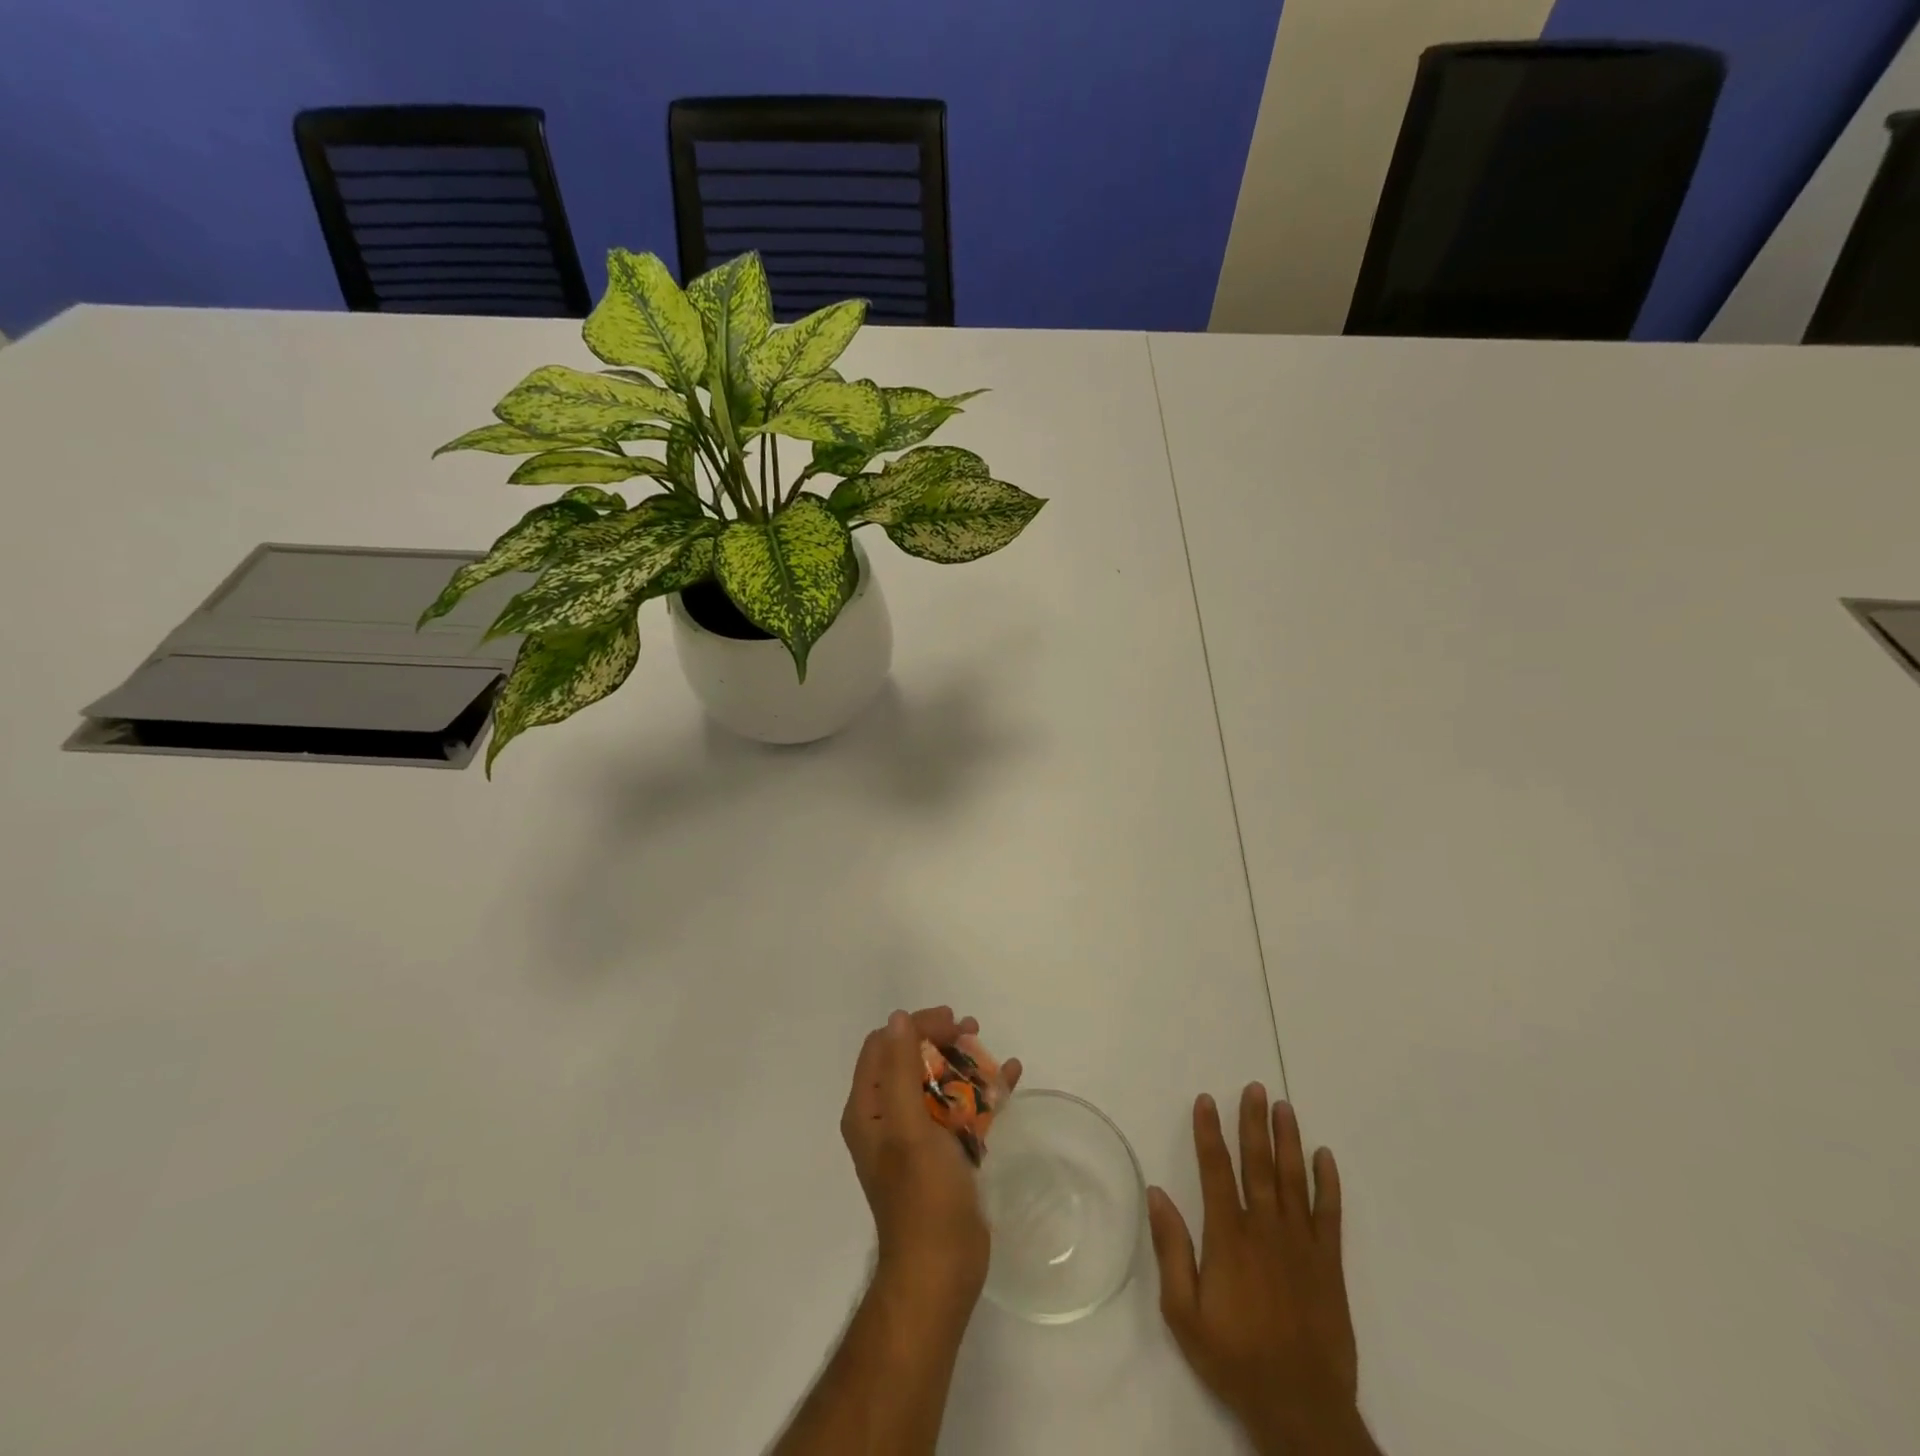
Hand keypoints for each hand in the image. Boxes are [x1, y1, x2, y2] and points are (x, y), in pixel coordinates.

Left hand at [840, 1008, 1022, 1318]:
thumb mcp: (908, 1126)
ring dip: (964, 1062)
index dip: (915, 1026)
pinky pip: (962, 1109)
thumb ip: (901, 1070)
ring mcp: (917, 1136)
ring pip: (939, 1082)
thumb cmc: (922, 1196)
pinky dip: (983, 1092)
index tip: (950, 1023)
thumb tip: (897, 1018)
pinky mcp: (944, 1153)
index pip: (884, 1045)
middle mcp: (888, 1117)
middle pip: (912, 1059)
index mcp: (870, 1109)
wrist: (943, 1271)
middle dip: (941, 1040)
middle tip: (972, 1030)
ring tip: (992, 1052)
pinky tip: (1010, 1077)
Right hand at [1148, 1085, 1374, 1455]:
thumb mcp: (1184, 1312)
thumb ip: (1171, 1249)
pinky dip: (1328, 1182)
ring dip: (1288, 1140)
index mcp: (1229, 1237)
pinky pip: (1330, 1213)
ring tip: (1284, 1107)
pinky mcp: (1329, 1264)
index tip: (1206, 1100)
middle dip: (1254, 1122)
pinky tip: (1324, 1156)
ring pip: (1293, 1178)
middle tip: (1254, 1088)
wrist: (1301, 1408)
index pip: (1216, 1170)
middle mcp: (1266, 1229)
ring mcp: (1301, 1244)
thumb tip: (1156, 1193)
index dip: (1209, 1132)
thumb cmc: (1234, 1357)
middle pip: (1258, 1163)